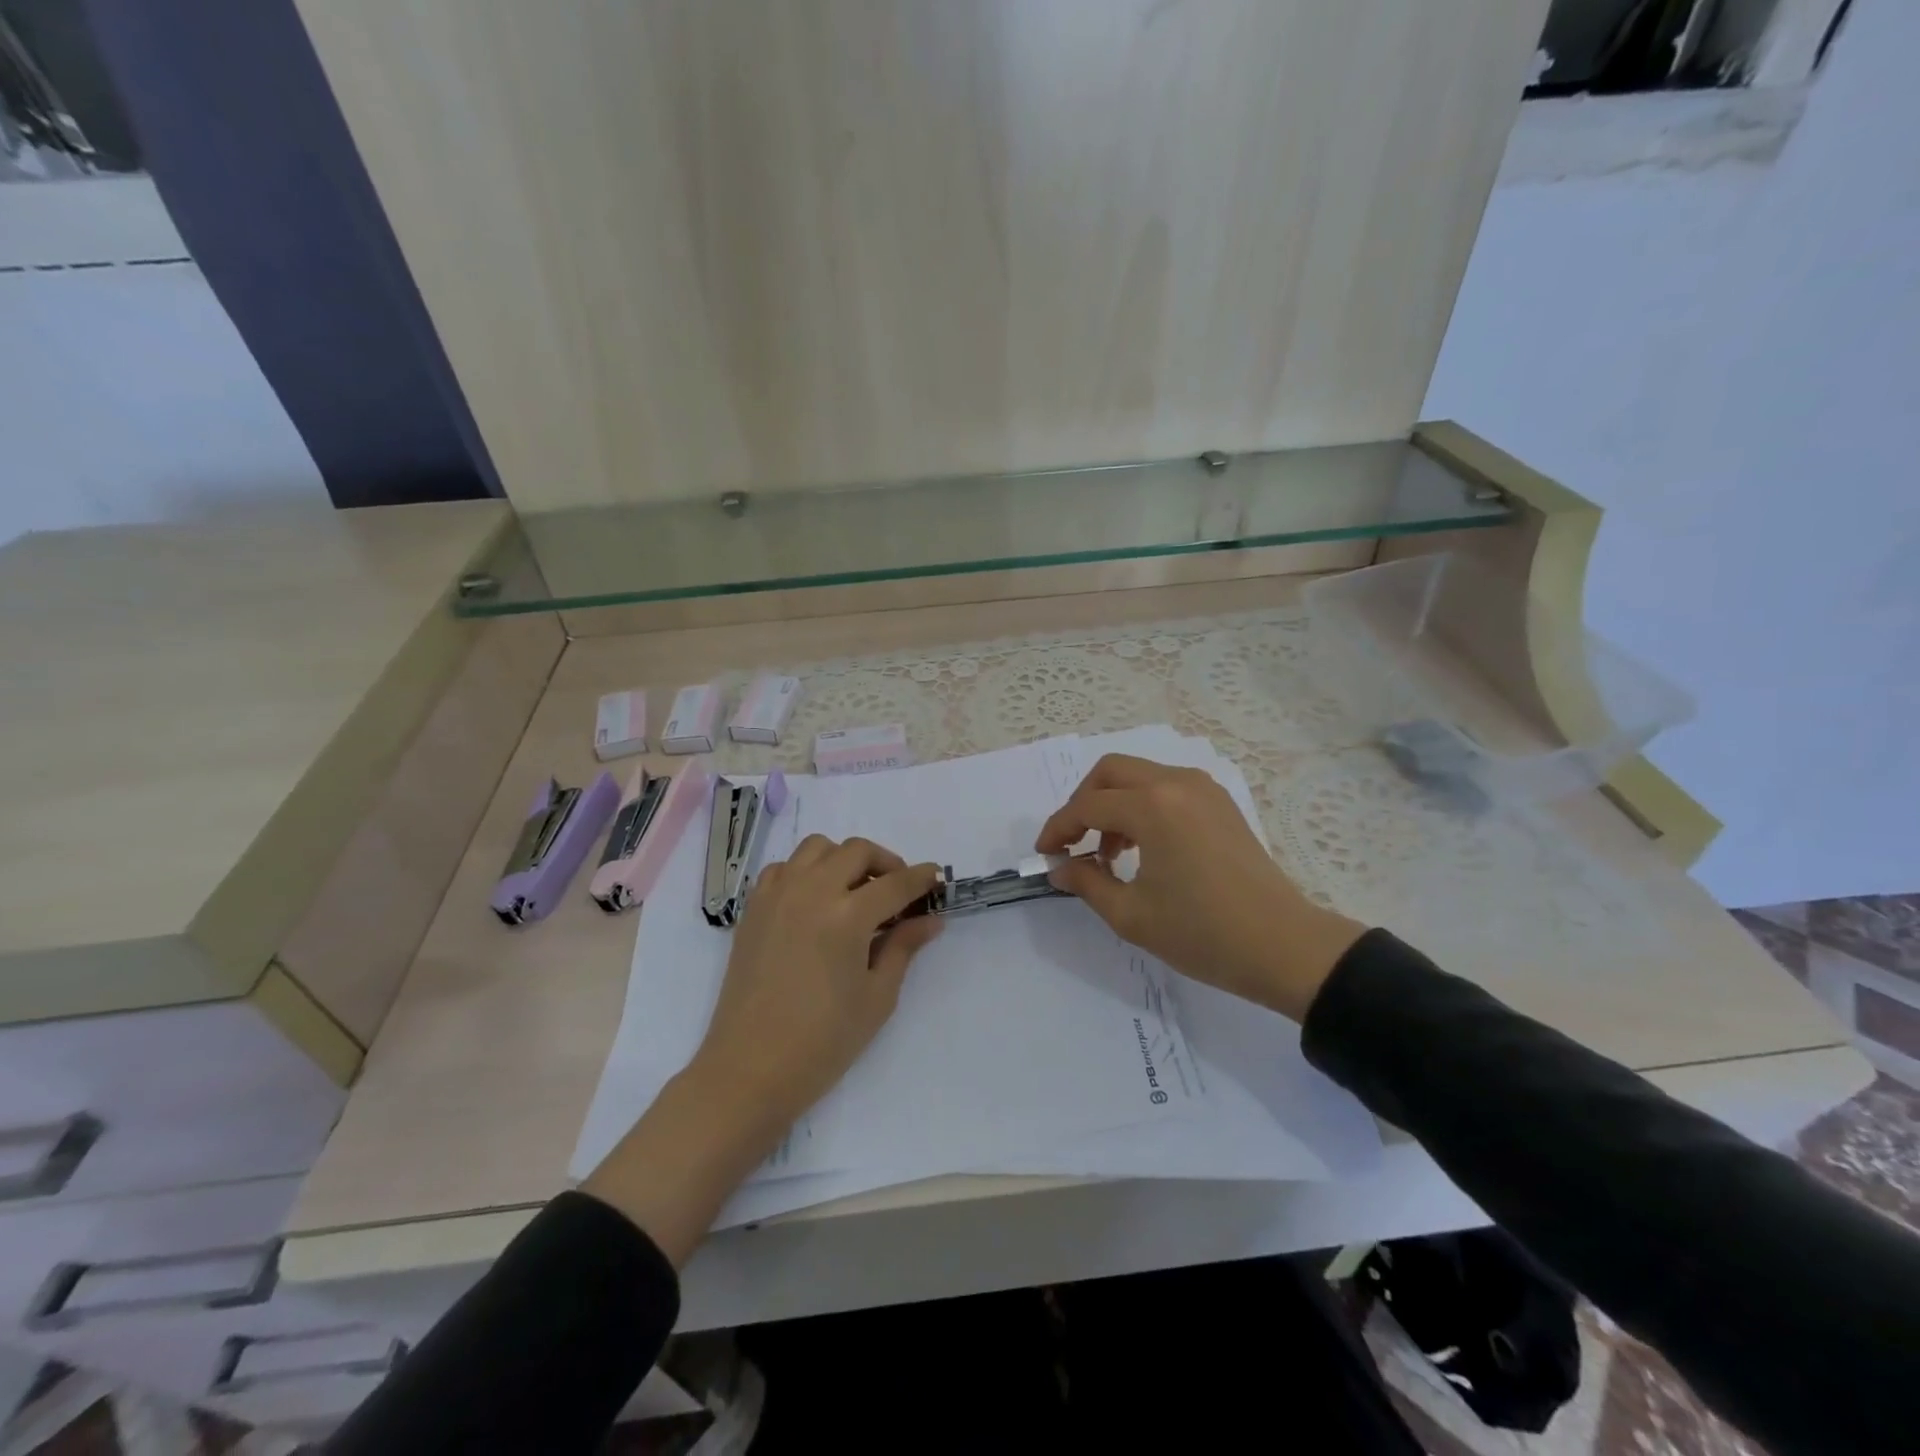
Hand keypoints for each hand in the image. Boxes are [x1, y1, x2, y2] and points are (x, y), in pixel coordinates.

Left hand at [584, 835, 939, 1263]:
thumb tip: (930, 918)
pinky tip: (815, 901)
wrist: (749, 1070)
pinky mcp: (753, 908)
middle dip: (886, 862)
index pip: (895, 883)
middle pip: (857, 851)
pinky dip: (806, 871)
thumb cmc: (823, 1042)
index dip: (922, 878)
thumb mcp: (876, 997)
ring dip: (844, 859)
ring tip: (855, 891)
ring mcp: (777, 895)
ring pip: (817, 848)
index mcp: (847, 916)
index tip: (936, 878)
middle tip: (898, 890)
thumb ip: (903, 947)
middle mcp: (811, 891)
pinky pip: (784, 867)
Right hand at [1035, 754, 1364, 1020]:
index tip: (1044, 854)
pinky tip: (1143, 847)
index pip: (1088, 806)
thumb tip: (1060, 868)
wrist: (1284, 947)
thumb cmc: (1203, 933)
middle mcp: (1176, 784)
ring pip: (1140, 776)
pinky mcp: (1219, 803)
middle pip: (1111, 772)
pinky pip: (1166, 787)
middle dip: (1082, 803)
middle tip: (1073, 842)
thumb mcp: (1132, 915)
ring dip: (1113, 804)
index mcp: (1152, 807)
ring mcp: (1203, 789)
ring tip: (1109, 854)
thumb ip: (1087, 883)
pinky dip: (1142, 806)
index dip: (1058, 829)